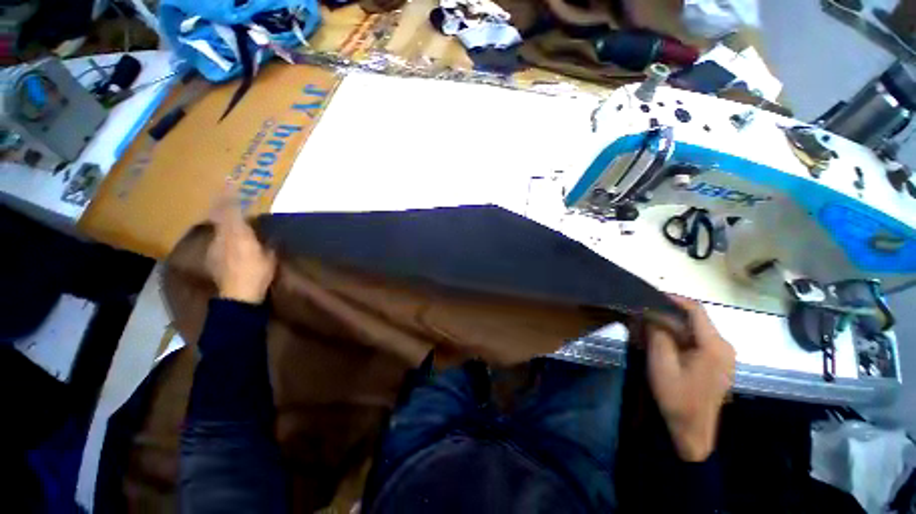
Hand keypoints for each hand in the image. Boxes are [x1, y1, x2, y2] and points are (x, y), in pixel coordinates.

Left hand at [205, 198, 275, 303]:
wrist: (238, 295)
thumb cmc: (257, 273)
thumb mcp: (269, 257)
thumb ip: (268, 244)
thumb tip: (270, 237)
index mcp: (238, 234)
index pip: (231, 210)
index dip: (230, 196)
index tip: (229, 182)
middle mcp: (222, 236)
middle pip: (219, 215)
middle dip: (222, 204)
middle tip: (225, 196)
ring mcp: (214, 246)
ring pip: (216, 227)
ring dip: (221, 219)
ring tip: (229, 218)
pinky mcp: (212, 257)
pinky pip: (217, 239)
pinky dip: (222, 234)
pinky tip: (228, 240)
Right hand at [647, 296, 735, 461]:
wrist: (692, 431)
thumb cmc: (677, 397)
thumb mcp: (661, 363)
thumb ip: (658, 333)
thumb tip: (651, 312)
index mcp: (714, 345)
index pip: (695, 310)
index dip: (673, 299)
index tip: (650, 295)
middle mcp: (724, 346)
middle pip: (694, 320)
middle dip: (667, 315)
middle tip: (642, 316)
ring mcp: (723, 356)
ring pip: (694, 330)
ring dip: (671, 327)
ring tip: (648, 330)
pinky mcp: (718, 364)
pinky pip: (697, 341)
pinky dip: (678, 338)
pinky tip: (662, 344)